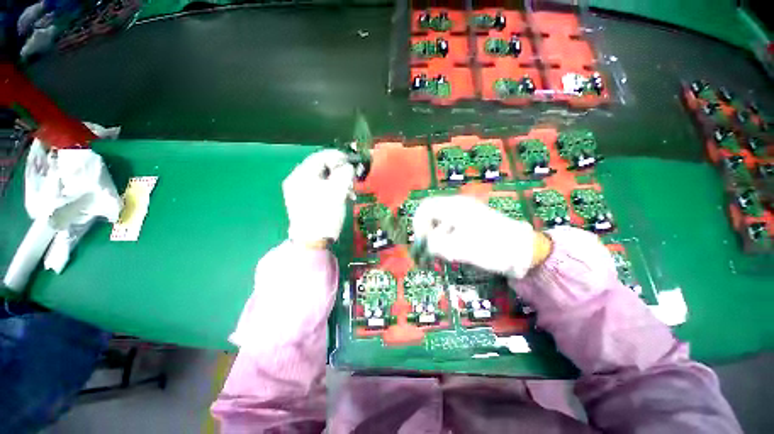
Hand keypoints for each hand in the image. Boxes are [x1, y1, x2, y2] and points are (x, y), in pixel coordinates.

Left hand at [283, 150, 354, 248]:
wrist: (312, 241)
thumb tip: (348, 166)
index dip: (338, 157)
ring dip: (337, 181)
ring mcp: (298, 191)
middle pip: (320, 167)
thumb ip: (345, 174)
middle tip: (351, 178)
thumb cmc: (324, 214)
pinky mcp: (303, 200)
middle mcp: (297, 180)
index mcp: (301, 175)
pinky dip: (331, 189)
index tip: (352, 162)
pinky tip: (341, 196)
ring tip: (349, 191)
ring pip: (321, 178)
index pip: (321, 157)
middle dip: (339, 171)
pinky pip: (319, 188)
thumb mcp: (338, 192)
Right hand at [412, 195, 550, 277]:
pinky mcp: (469, 220)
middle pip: (431, 213)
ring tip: (444, 252)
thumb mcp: (461, 249)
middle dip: (427, 231)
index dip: (419, 225)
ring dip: (436, 235)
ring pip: (439, 220)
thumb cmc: (493, 248)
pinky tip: (452, 249)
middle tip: (430, 249)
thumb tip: (426, 244)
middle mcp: (457, 205)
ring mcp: (464, 212)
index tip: (423, 243)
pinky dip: (445, 237)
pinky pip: (449, 225)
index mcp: (454, 207)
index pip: (425, 208)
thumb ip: (438, 245)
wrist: (523, 250)